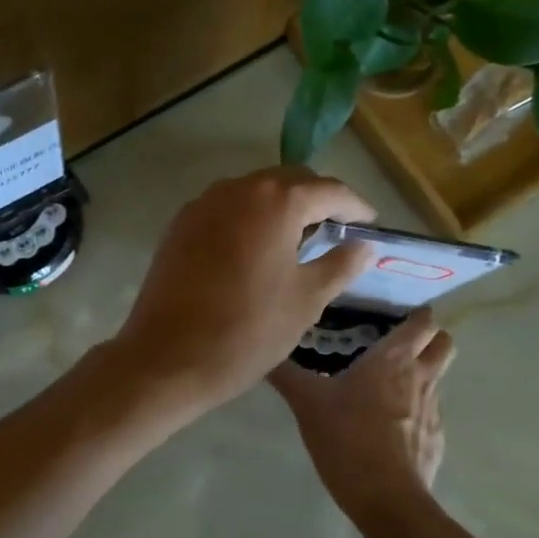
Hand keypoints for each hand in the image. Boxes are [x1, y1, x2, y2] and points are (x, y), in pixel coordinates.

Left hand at [112, 166, 375, 412]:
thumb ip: (339, 266)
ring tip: (298, 238)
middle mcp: (237, 189)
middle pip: (289, 180)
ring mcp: (202, 205)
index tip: (370, 222)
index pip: (328, 190)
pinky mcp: (179, 225)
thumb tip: (364, 247)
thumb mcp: (306, 301)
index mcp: (276, 201)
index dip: (355, 205)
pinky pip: (225, 209)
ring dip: (280, 206)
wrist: (168, 357)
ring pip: (253, 192)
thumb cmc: (248, 330)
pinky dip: (248, 218)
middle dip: (317, 199)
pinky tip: (255, 248)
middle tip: (337, 229)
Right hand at [269, 307, 455, 517]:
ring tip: (387, 388)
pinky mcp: (436, 441)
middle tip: (399, 344)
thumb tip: (263, 353)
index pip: (423, 322)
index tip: (400, 313)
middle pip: (444, 344)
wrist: (386, 499)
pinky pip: (429, 415)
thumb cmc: (347, 438)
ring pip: (436, 379)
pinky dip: (415, 413)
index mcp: (393, 359)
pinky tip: (388, 428)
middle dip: (429, 339)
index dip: (417, 314)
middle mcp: (421, 377)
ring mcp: (433, 411)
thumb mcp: (307, 403)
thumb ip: (287, 375)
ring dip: (420, 376)